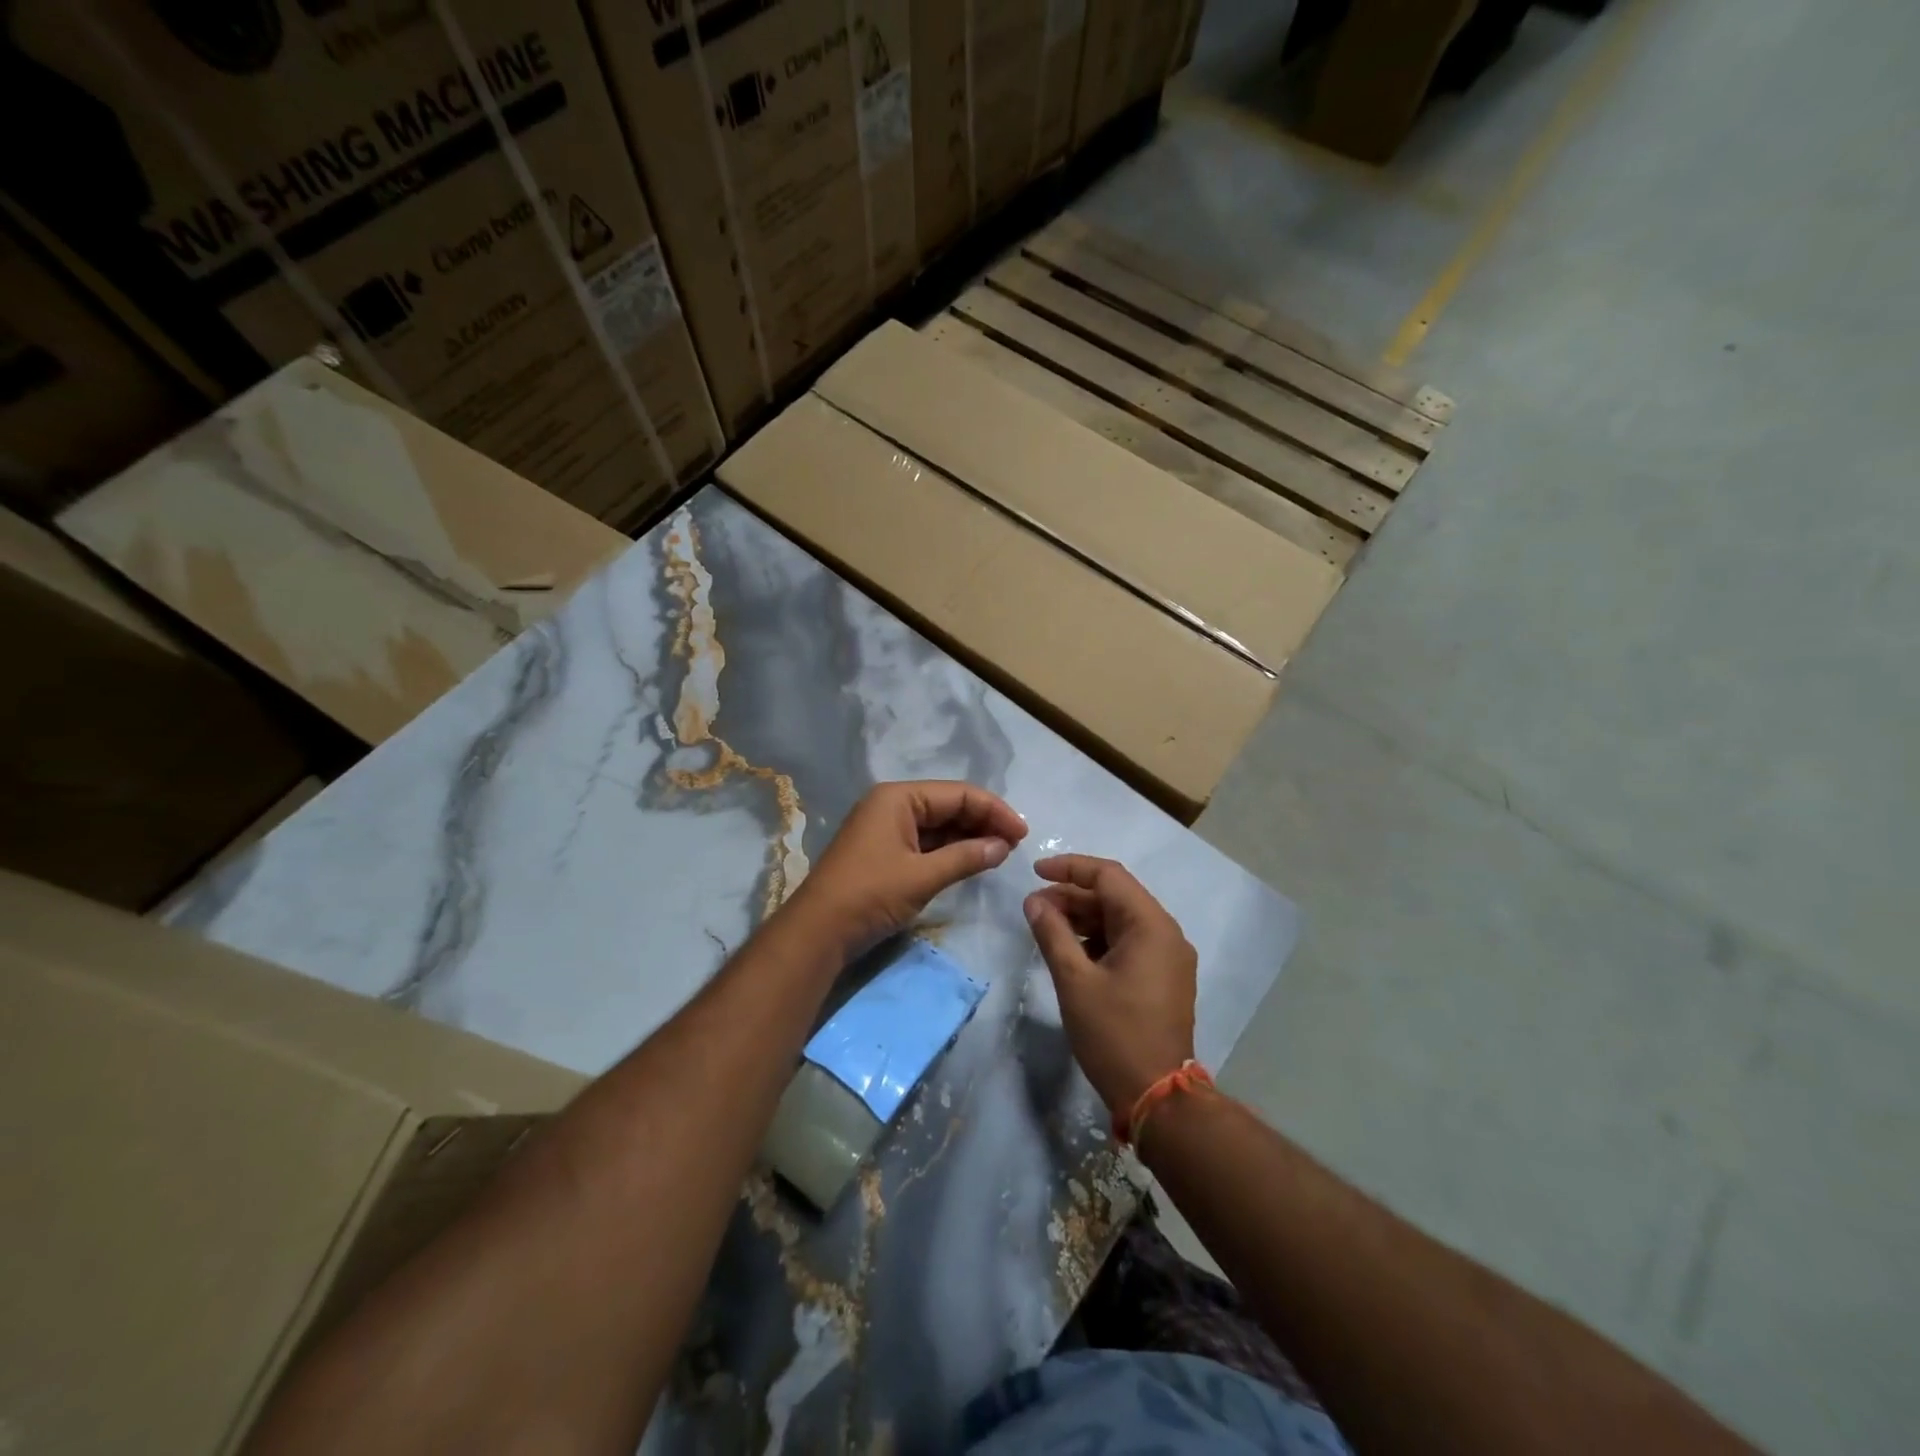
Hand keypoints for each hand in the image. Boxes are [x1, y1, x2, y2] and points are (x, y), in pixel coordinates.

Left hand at [787, 781, 1026, 954]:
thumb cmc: (870, 894)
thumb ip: (966, 857)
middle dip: (983, 822)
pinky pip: (925, 842)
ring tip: (1000, 853)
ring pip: (938, 825)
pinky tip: (972, 861)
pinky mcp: (884, 851)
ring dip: (969, 837)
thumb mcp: (922, 876)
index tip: (1023, 834)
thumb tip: (1003, 846)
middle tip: (1015, 846)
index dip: (994, 810)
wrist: (818, 931)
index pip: (958, 794)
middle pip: (949, 805)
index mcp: (899, 798)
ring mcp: (886, 828)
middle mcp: (892, 804)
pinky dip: (950, 850)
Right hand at [1024, 854, 1197, 1115]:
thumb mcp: (1074, 981)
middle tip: (1034, 907)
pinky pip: (1130, 942)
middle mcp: (1166, 933)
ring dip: (1085, 918)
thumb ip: (1053, 933)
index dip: (1070, 868)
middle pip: (1116, 896)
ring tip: (1047, 927)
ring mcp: (1169, 956)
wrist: (1157, 1096)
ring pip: (1122, 919)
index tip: (1035, 872)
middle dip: (1073, 896)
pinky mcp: (1165, 977)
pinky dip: (1100, 939)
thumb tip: (1034, 901)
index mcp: (1151, 926)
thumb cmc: (1114, 1034)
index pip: (1109, 876)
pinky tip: (1072, 951)